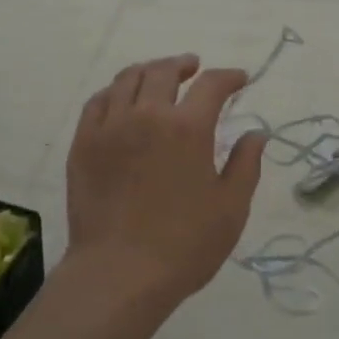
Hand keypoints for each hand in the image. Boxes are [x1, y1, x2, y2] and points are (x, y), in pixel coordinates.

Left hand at [63, 55, 265, 304]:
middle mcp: (147, 115)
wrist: (119, 273)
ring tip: (158, 77)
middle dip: (184, 65)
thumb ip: (245, 164)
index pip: (212, 85)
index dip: (229, 77)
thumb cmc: (184, 245)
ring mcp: (109, 127)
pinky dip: (115, 92)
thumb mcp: (231, 208)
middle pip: (164, 72)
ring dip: (149, 71)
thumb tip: (256, 134)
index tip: (239, 79)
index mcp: (187, 128)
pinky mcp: (83, 144)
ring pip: (127, 79)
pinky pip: (98, 102)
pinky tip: (122, 100)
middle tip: (194, 69)